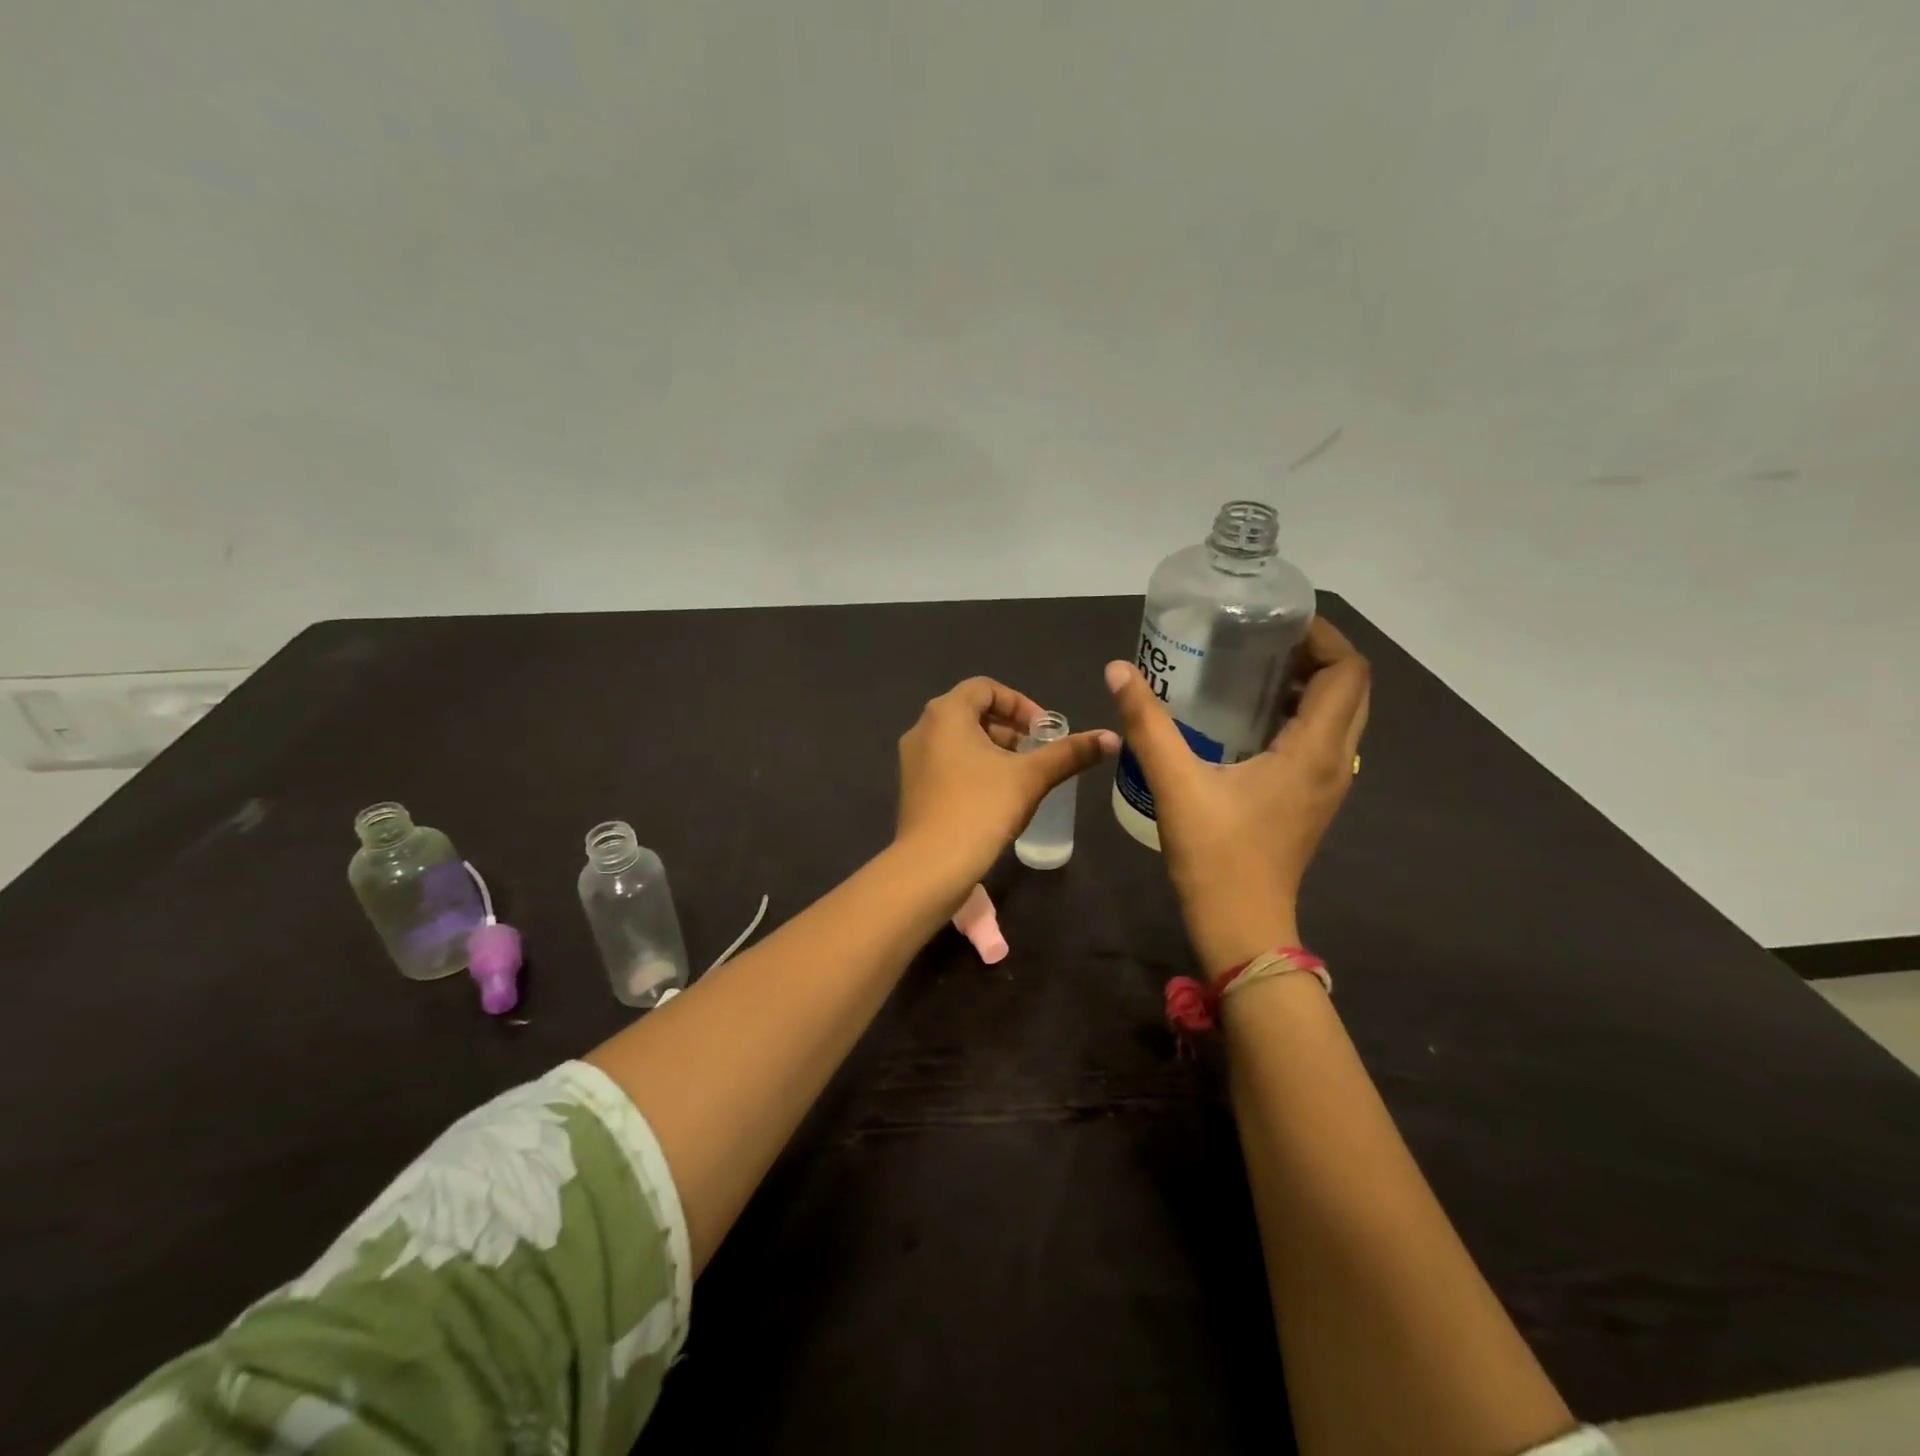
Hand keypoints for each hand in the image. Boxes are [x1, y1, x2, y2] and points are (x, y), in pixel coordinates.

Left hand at [895, 677, 1118, 890]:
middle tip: (1037, 752)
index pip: (985, 687)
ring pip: (958, 740)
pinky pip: (945, 762)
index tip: (1044, 730)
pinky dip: (972, 767)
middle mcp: (922, 728)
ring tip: (1021, 775)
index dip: (1020, 703)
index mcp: (946, 713)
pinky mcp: (912, 787)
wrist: (932, 865)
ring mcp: (912, 759)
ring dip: (993, 749)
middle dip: (1009, 728)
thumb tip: (1111, 737)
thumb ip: (1069, 753)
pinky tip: (995, 796)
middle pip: (971, 712)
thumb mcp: (1031, 777)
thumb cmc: (981, 808)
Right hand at [1105, 619, 1369, 975]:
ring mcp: (1328, 785)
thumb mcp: (1176, 784)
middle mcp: (1334, 762)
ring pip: (1340, 717)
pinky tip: (1249, 718)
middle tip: (1264, 639)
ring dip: (1312, 685)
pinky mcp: (1311, 801)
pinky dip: (1301, 715)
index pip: (1348, 673)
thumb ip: (1147, 724)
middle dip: (1318, 655)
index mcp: (1314, 751)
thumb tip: (1118, 670)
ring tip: (1256, 668)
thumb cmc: (1216, 855)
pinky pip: (1322, 741)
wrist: (1242, 927)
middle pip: (1351, 690)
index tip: (1279, 620)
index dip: (1324, 637)